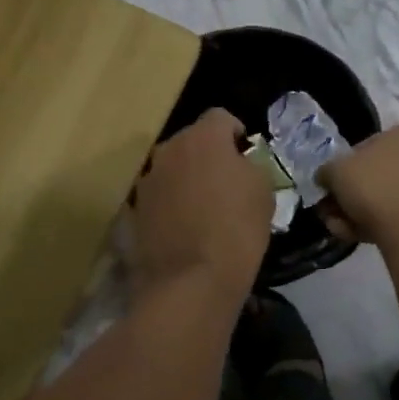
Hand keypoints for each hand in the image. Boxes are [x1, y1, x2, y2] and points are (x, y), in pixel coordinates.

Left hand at [131, 109, 270, 299]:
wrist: (191, 283)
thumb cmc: (236, 230)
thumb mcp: (263, 191)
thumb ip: (251, 166)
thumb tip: (240, 164)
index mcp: (202, 139)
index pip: (220, 117)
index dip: (236, 133)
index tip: (246, 156)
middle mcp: (168, 151)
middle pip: (192, 141)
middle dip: (209, 155)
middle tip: (227, 182)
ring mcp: (147, 181)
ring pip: (172, 169)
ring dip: (187, 179)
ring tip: (205, 208)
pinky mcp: (134, 211)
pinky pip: (159, 197)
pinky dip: (171, 204)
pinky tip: (185, 228)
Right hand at [319, 125, 398, 245]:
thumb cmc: (373, 186)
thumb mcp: (336, 170)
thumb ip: (326, 171)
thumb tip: (325, 178)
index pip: (365, 147)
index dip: (342, 168)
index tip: (330, 186)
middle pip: (374, 175)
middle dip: (348, 195)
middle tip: (329, 210)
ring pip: (383, 197)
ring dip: (356, 211)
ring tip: (338, 226)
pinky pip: (395, 214)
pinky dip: (374, 223)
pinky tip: (354, 234)